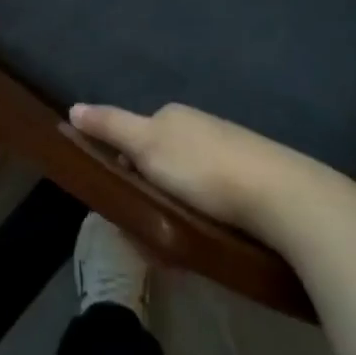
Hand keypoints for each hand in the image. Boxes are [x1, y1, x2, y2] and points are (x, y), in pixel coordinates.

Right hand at [69, 102, 294, 236]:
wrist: (282, 197)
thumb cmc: (204, 169)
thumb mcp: (146, 145)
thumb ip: (110, 127)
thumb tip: (73, 107)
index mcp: (174, 117)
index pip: (134, 138)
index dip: (123, 169)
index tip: (123, 200)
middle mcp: (200, 129)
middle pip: (160, 164)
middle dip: (150, 195)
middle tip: (149, 230)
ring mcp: (229, 154)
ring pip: (185, 186)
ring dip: (175, 213)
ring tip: (177, 247)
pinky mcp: (251, 184)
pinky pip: (213, 202)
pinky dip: (202, 221)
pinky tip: (206, 241)